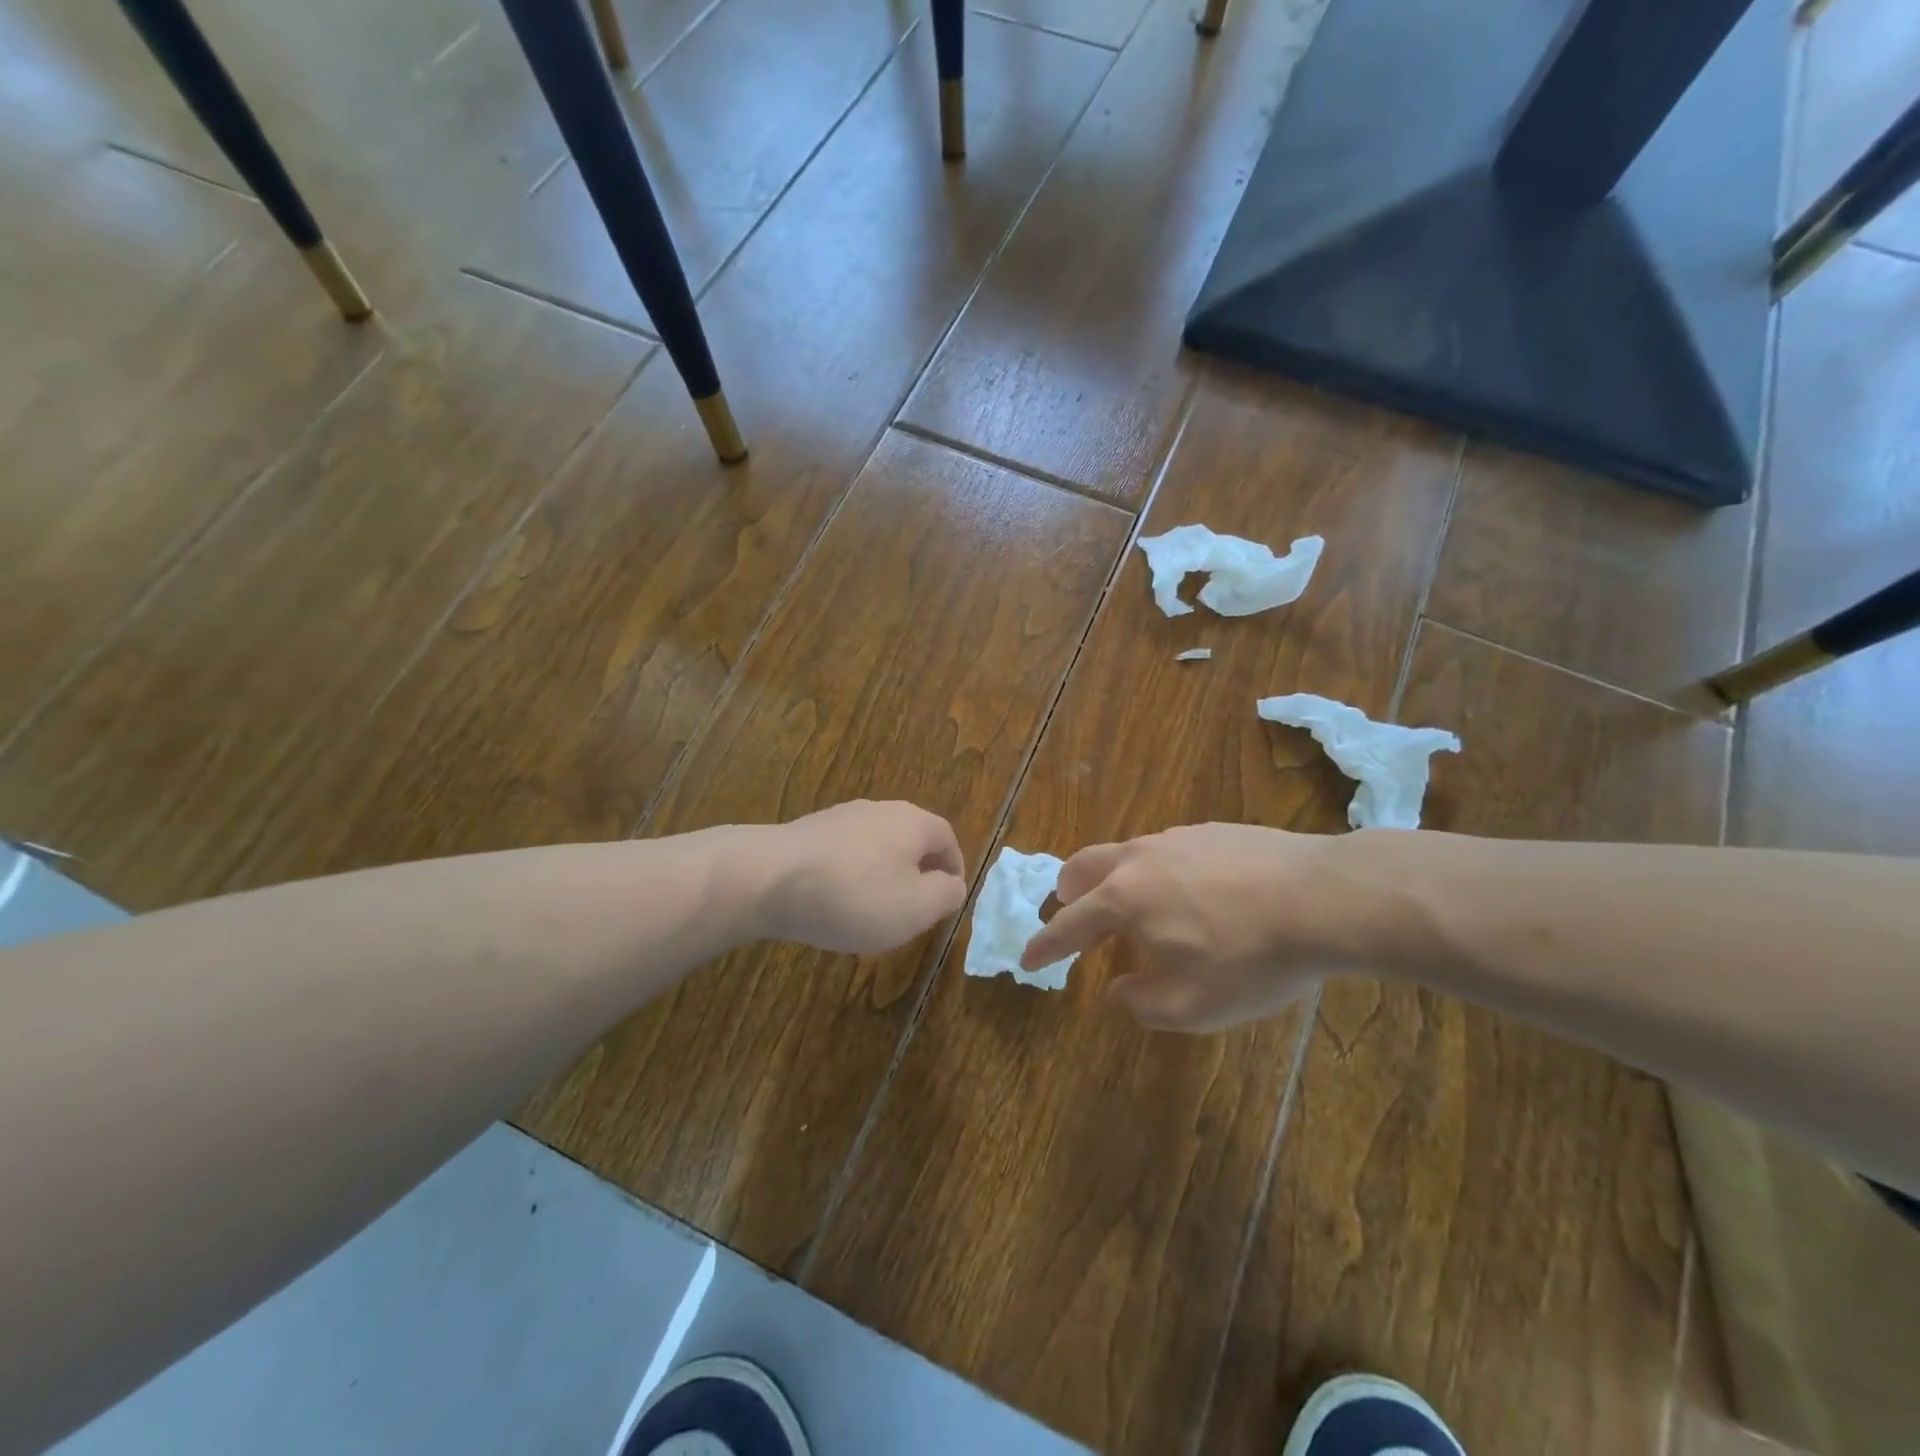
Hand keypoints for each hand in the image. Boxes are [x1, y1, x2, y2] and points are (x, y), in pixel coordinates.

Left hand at [758, 801, 967, 953]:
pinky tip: (834, 901)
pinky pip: (843, 853)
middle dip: (916, 871)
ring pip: (875, 845)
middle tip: (913, 907)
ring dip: (881, 873)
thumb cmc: (854, 895)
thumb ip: (946, 895)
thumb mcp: (916, 908)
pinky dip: (849, 875)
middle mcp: (879, 809)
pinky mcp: (808, 830)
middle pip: (910, 838)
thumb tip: (953, 884)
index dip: (953, 869)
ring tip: (872, 908)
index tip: (947, 899)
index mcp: (912, 822)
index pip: (947, 838)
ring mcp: (840, 816)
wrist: (768, 878)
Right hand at [1020, 824, 1355, 1031]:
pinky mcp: (1210, 830)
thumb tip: (1116, 991)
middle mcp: (1139, 859)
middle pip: (1083, 866)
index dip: (1045, 946)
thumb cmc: (1252, 957)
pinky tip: (1184, 889)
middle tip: (1068, 912)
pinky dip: (1151, 870)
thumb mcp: (1194, 1004)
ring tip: (1129, 903)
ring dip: (1110, 878)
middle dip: (1067, 892)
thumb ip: (1143, 1003)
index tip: (1028, 959)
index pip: (1069, 925)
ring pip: (1124, 853)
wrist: (1325, 896)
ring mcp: (1175, 837)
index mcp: (1124, 900)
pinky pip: (1163, 849)